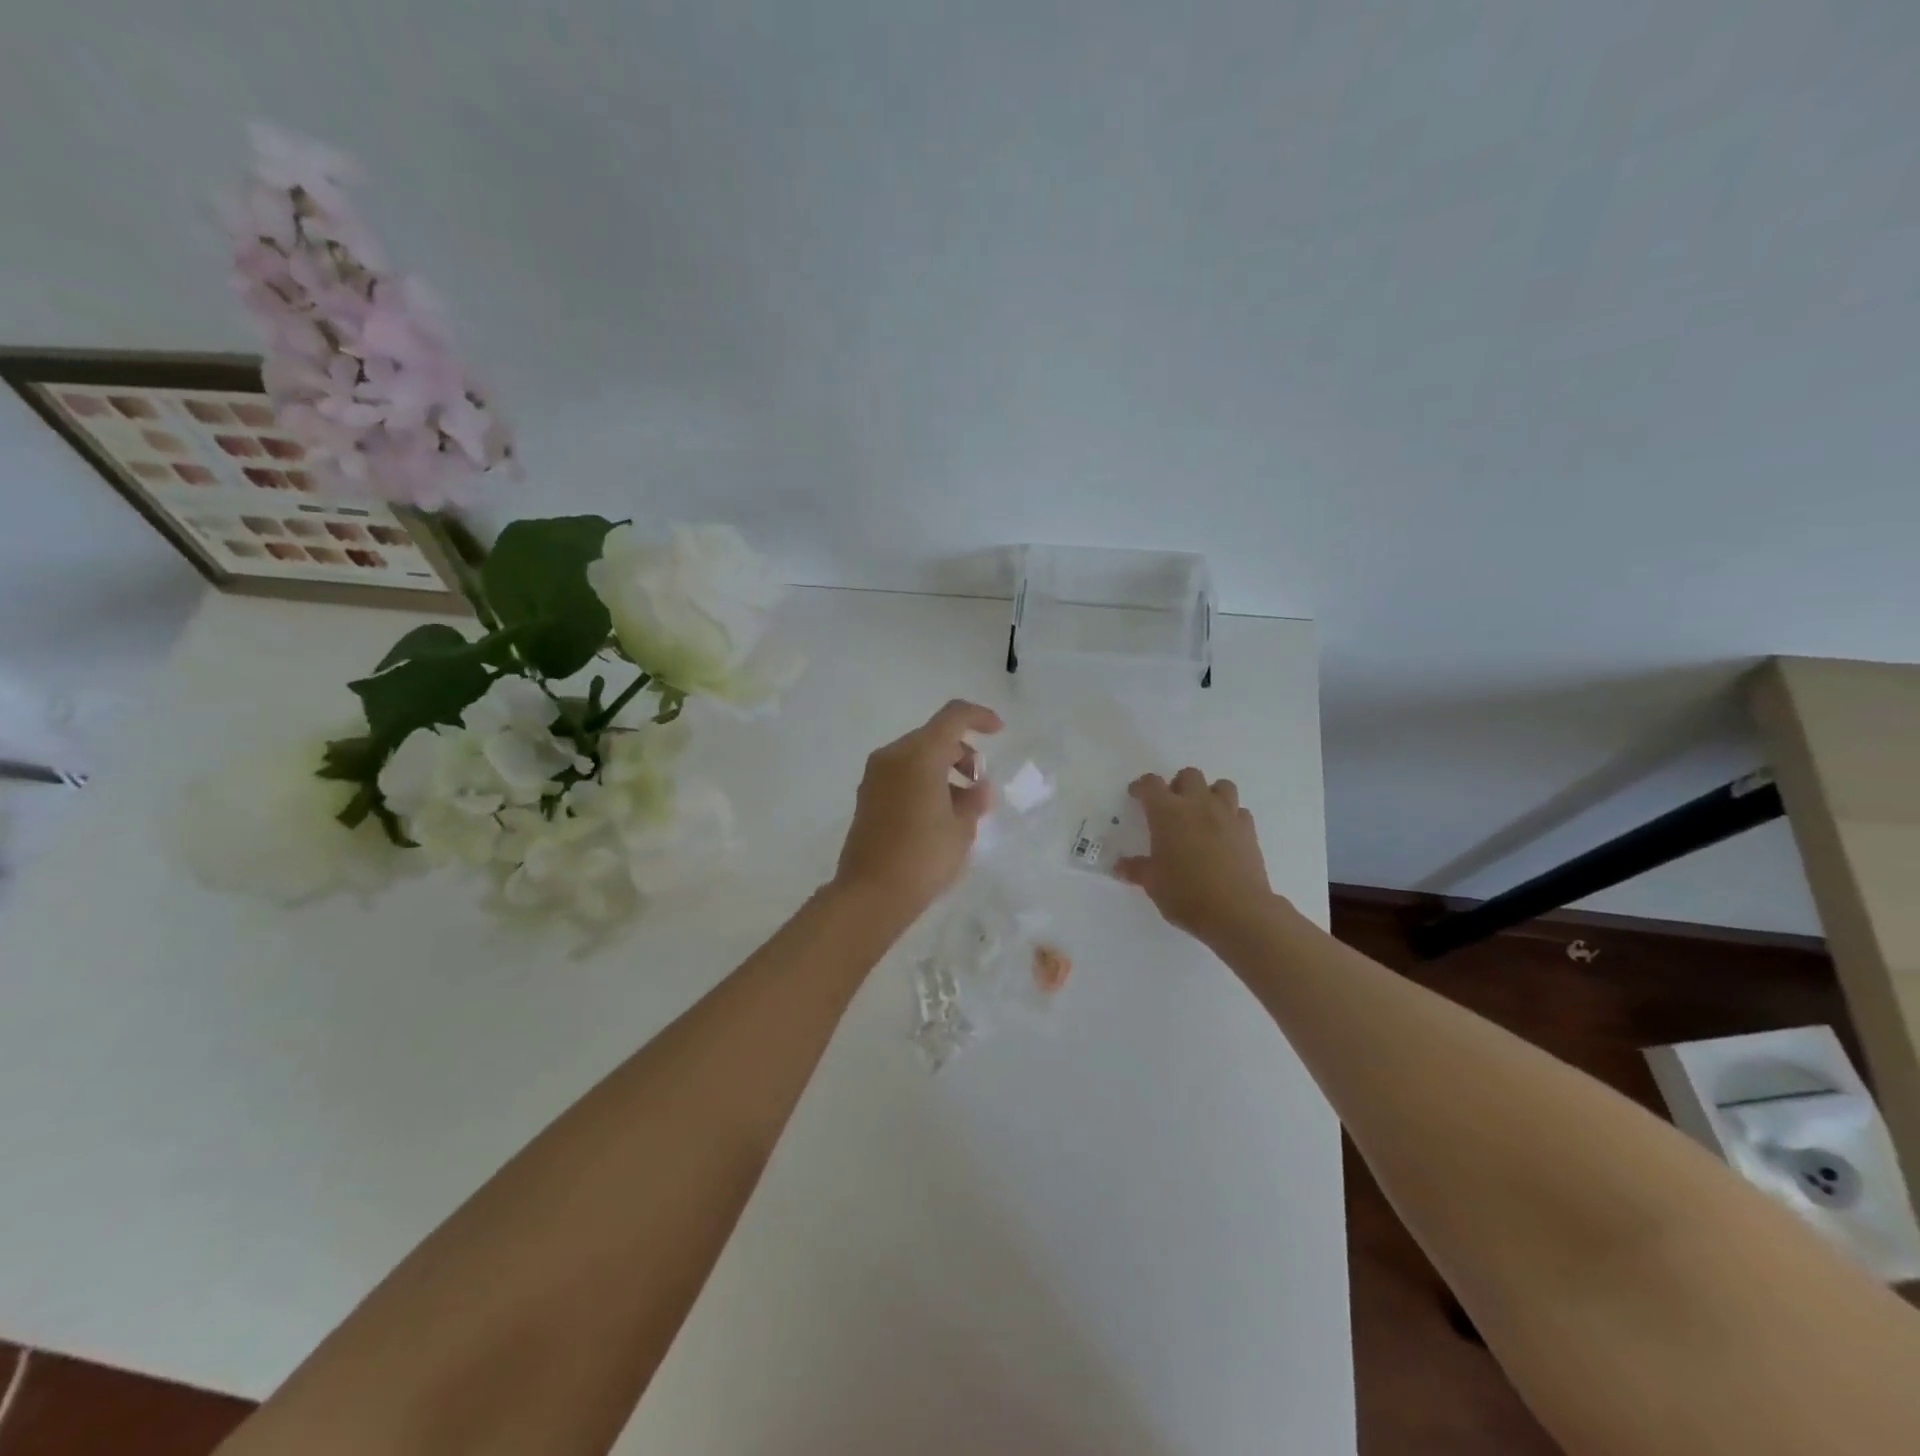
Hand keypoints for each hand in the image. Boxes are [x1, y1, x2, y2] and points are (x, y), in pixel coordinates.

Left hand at [832, 699, 1002, 916]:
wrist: (871, 893)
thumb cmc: (923, 857)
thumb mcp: (961, 828)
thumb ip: (974, 800)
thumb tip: (978, 789)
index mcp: (919, 755)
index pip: (953, 717)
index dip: (979, 717)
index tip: (998, 731)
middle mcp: (893, 756)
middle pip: (934, 736)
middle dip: (962, 752)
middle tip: (979, 785)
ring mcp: (876, 775)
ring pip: (917, 755)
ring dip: (944, 768)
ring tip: (962, 805)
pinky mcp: (867, 795)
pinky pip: (902, 773)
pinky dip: (924, 780)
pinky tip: (938, 812)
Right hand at [1115, 767, 1273, 939]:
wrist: (1237, 911)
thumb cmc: (1186, 894)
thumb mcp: (1153, 884)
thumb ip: (1136, 869)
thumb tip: (1118, 867)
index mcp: (1167, 813)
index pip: (1151, 784)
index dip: (1141, 787)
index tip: (1136, 796)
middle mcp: (1198, 805)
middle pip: (1189, 775)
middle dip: (1178, 785)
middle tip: (1171, 807)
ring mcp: (1227, 815)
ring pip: (1222, 786)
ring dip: (1209, 794)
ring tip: (1202, 814)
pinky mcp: (1249, 831)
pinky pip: (1240, 811)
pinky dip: (1231, 816)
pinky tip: (1224, 834)